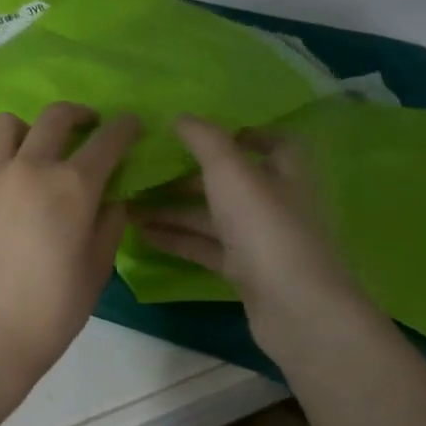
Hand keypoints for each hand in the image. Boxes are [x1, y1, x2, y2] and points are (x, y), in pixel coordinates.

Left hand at [0, 103, 142, 406]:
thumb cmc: (48, 314)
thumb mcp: (96, 273)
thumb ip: (108, 226)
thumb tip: (110, 199)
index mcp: (72, 187)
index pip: (108, 141)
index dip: (124, 128)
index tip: (130, 125)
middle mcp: (28, 168)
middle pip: (55, 117)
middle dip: (77, 115)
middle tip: (83, 126)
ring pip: (3, 125)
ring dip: (23, 130)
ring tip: (26, 148)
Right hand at [130, 115, 370, 361]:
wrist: (295, 308)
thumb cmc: (266, 228)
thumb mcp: (231, 172)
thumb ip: (205, 140)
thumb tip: (180, 116)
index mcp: (285, 171)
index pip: (274, 142)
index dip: (243, 134)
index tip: (201, 134)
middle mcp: (276, 202)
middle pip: (230, 181)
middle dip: (188, 176)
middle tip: (147, 171)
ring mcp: (261, 240)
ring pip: (212, 216)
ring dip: (174, 209)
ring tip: (130, 205)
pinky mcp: (246, 271)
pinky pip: (206, 247)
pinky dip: (178, 239)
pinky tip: (143, 234)